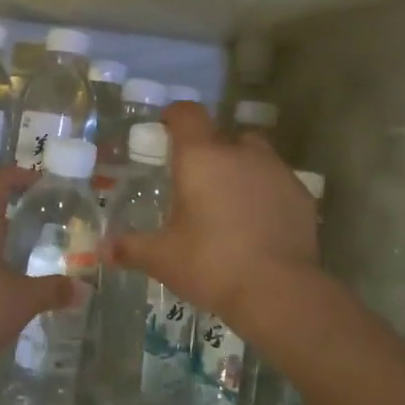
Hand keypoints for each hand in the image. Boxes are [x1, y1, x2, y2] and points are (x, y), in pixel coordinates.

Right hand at [105, 102, 319, 330]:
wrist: (279, 291)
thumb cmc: (211, 264)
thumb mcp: (162, 258)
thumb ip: (130, 248)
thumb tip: (101, 250)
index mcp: (201, 157)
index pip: (187, 113)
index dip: (175, 116)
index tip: (166, 129)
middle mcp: (240, 153)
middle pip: (223, 134)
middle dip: (210, 150)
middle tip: (197, 180)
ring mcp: (276, 171)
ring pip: (255, 155)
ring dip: (241, 168)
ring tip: (230, 202)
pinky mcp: (302, 195)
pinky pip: (278, 182)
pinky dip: (266, 193)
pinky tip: (259, 223)